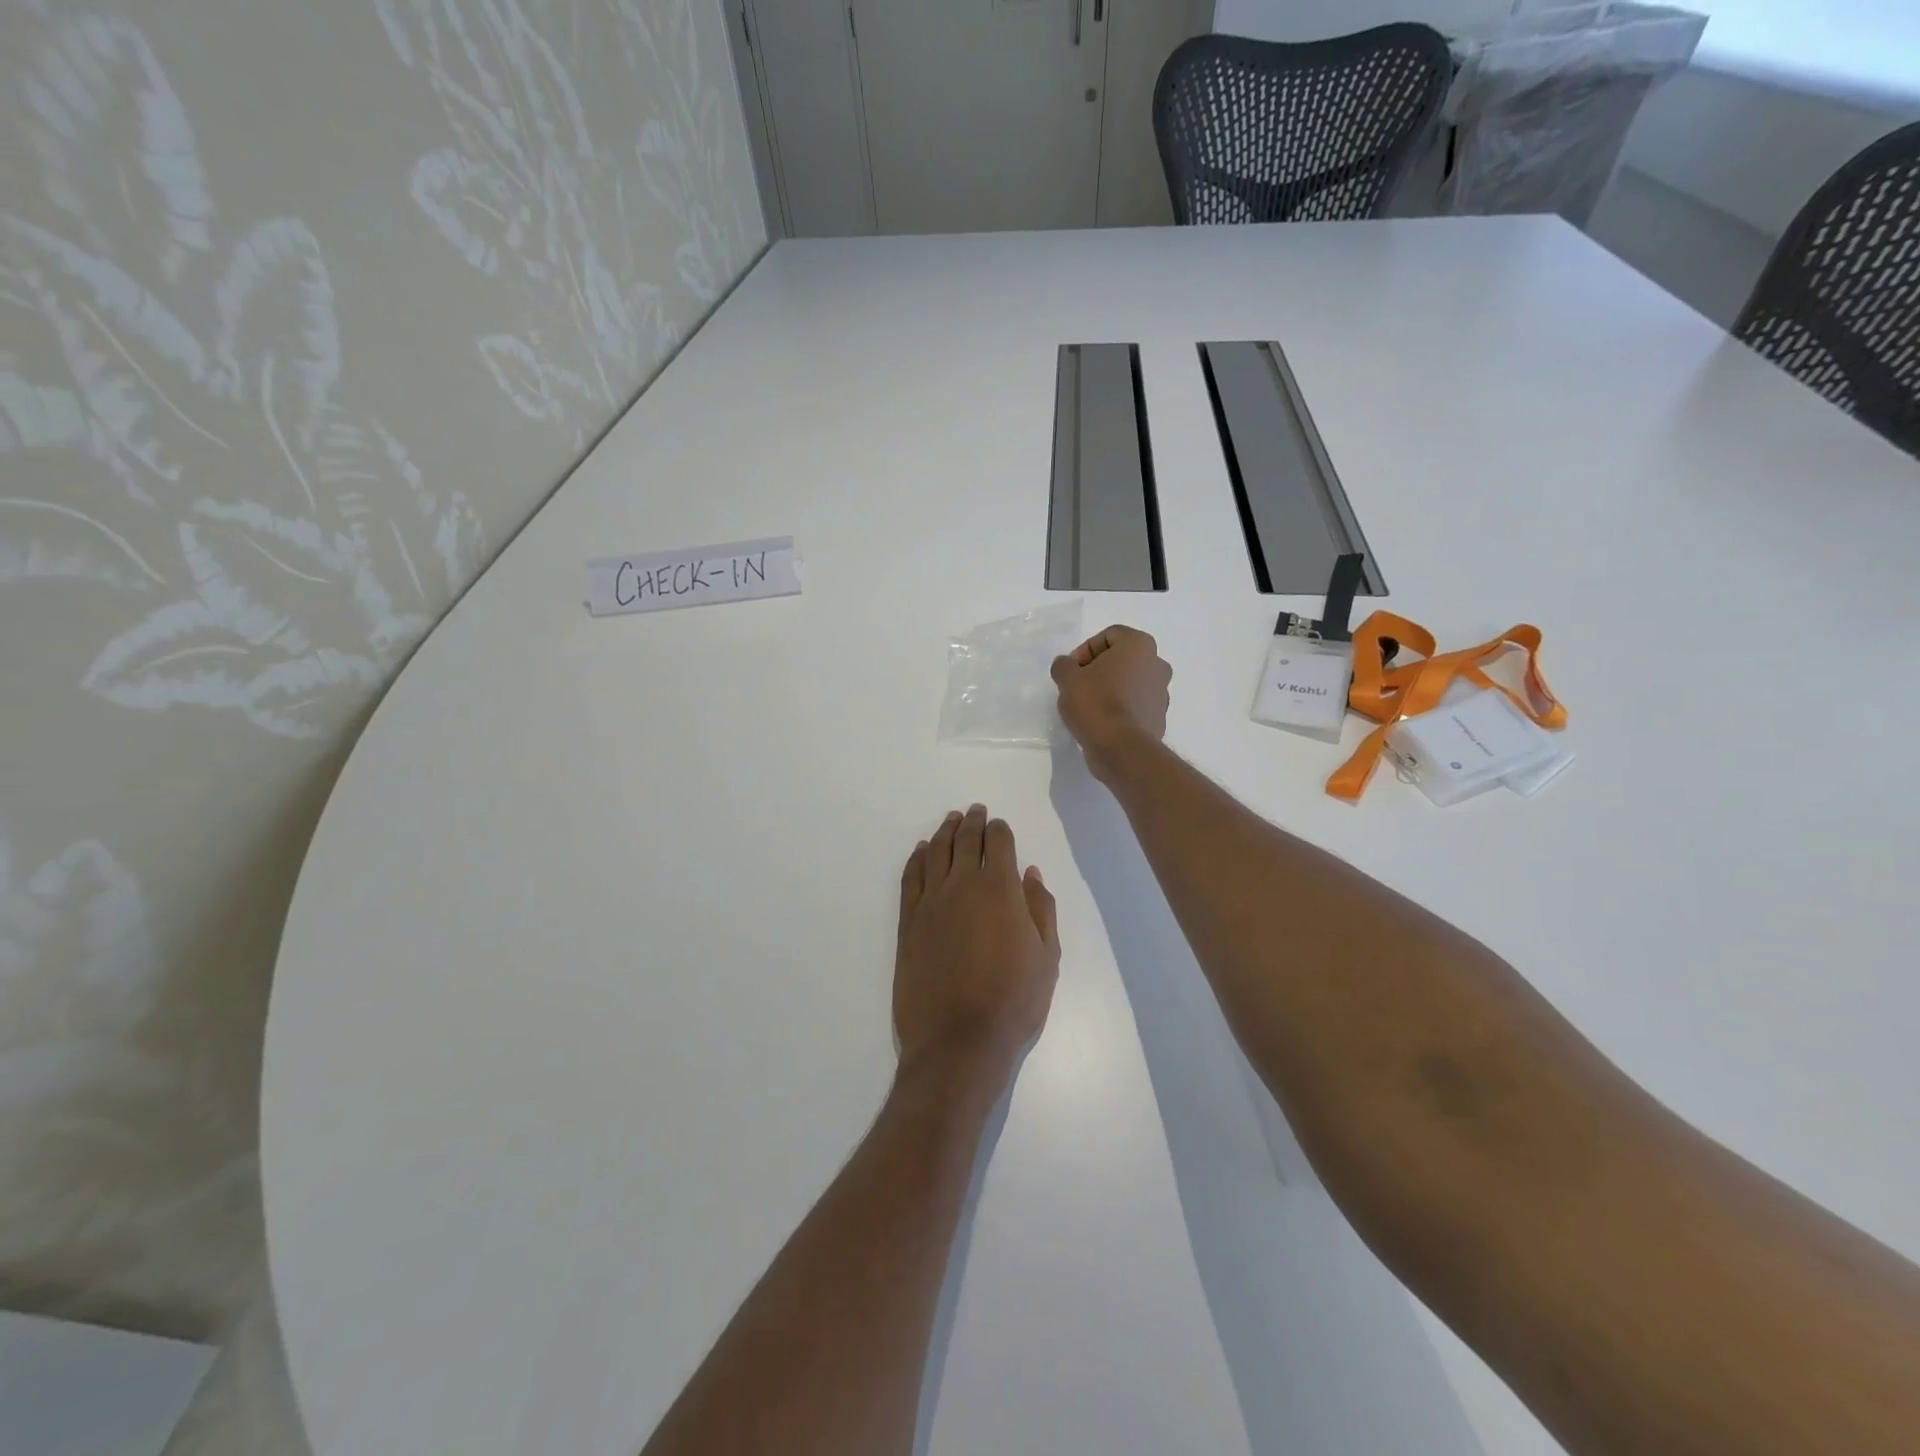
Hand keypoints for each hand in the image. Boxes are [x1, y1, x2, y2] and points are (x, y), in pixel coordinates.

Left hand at [894, 806, 1059, 1087]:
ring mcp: (931, 902)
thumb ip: (1040, 908)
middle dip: (972, 823)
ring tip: (950, 820)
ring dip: (945, 833)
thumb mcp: (1047, 957)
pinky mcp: (908, 922)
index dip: (1000, 830)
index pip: (999, 843)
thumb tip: (1031, 873)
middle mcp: (963, 885)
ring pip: (936, 853)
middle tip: (974, 811)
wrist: (959, 1041)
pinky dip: (917, 859)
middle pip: (965, 841)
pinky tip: (922, 850)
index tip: (999, 824)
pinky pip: (911, 878)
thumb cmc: (1014, 1001)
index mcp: (1001, 889)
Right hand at [1050, 625, 1172, 782]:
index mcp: (1140, 645)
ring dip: (1110, 689)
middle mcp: (1158, 664)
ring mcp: (1162, 693)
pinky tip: (1101, 722)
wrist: (1120, 748)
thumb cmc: (1095, 703)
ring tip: (1088, 707)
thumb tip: (1066, 665)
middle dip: (1098, 670)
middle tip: (1077, 686)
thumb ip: (1064, 665)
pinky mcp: (1159, 718)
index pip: (1109, 635)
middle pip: (1121, 659)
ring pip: (1130, 683)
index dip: (1084, 650)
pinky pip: (1135, 705)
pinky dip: (1120, 709)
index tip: (1071, 671)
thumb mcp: (1067, 678)